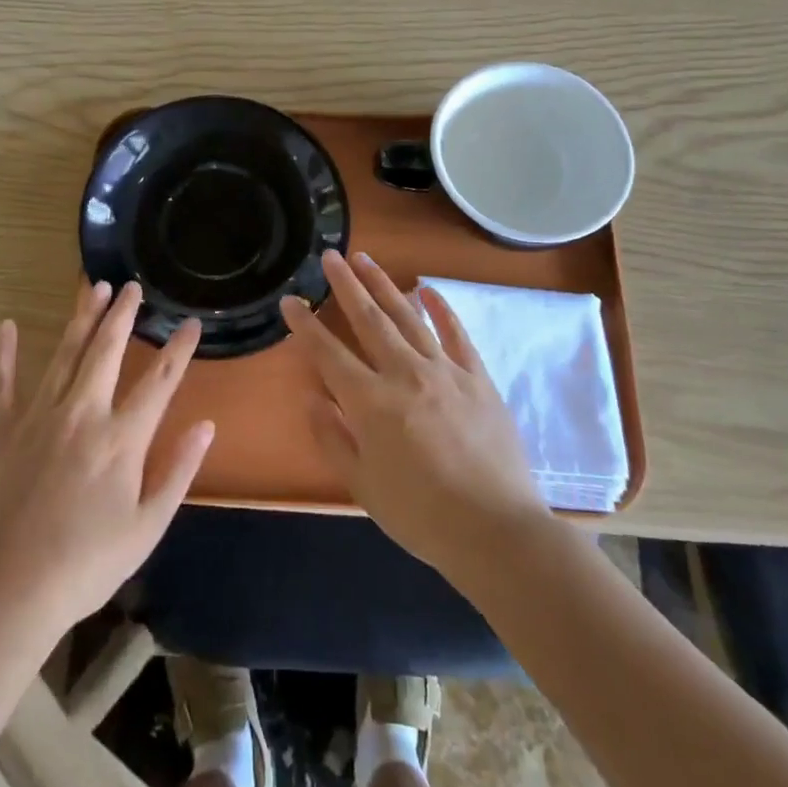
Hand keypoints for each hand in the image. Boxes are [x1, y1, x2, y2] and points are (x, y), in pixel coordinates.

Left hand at [0, 281, 212, 641]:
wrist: (11, 591)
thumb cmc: (88, 564)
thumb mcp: (148, 527)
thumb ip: (178, 471)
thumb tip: (206, 425)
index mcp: (121, 439)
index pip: (160, 382)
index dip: (178, 349)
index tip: (190, 323)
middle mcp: (83, 415)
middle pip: (107, 351)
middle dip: (123, 315)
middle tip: (132, 287)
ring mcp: (40, 418)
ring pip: (65, 355)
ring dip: (82, 319)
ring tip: (94, 288)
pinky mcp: (4, 433)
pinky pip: (3, 385)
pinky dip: (4, 355)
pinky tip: (5, 325)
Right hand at [283, 250, 546, 577]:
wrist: (496, 531)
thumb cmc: (421, 516)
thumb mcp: (363, 487)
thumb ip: (333, 438)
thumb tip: (313, 397)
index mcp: (371, 403)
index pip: (329, 354)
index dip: (306, 326)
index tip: (290, 300)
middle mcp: (404, 375)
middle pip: (369, 320)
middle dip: (346, 285)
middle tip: (330, 255)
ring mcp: (445, 372)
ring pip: (408, 317)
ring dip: (384, 285)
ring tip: (366, 259)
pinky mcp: (477, 378)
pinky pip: (456, 334)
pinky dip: (441, 309)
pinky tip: (427, 289)